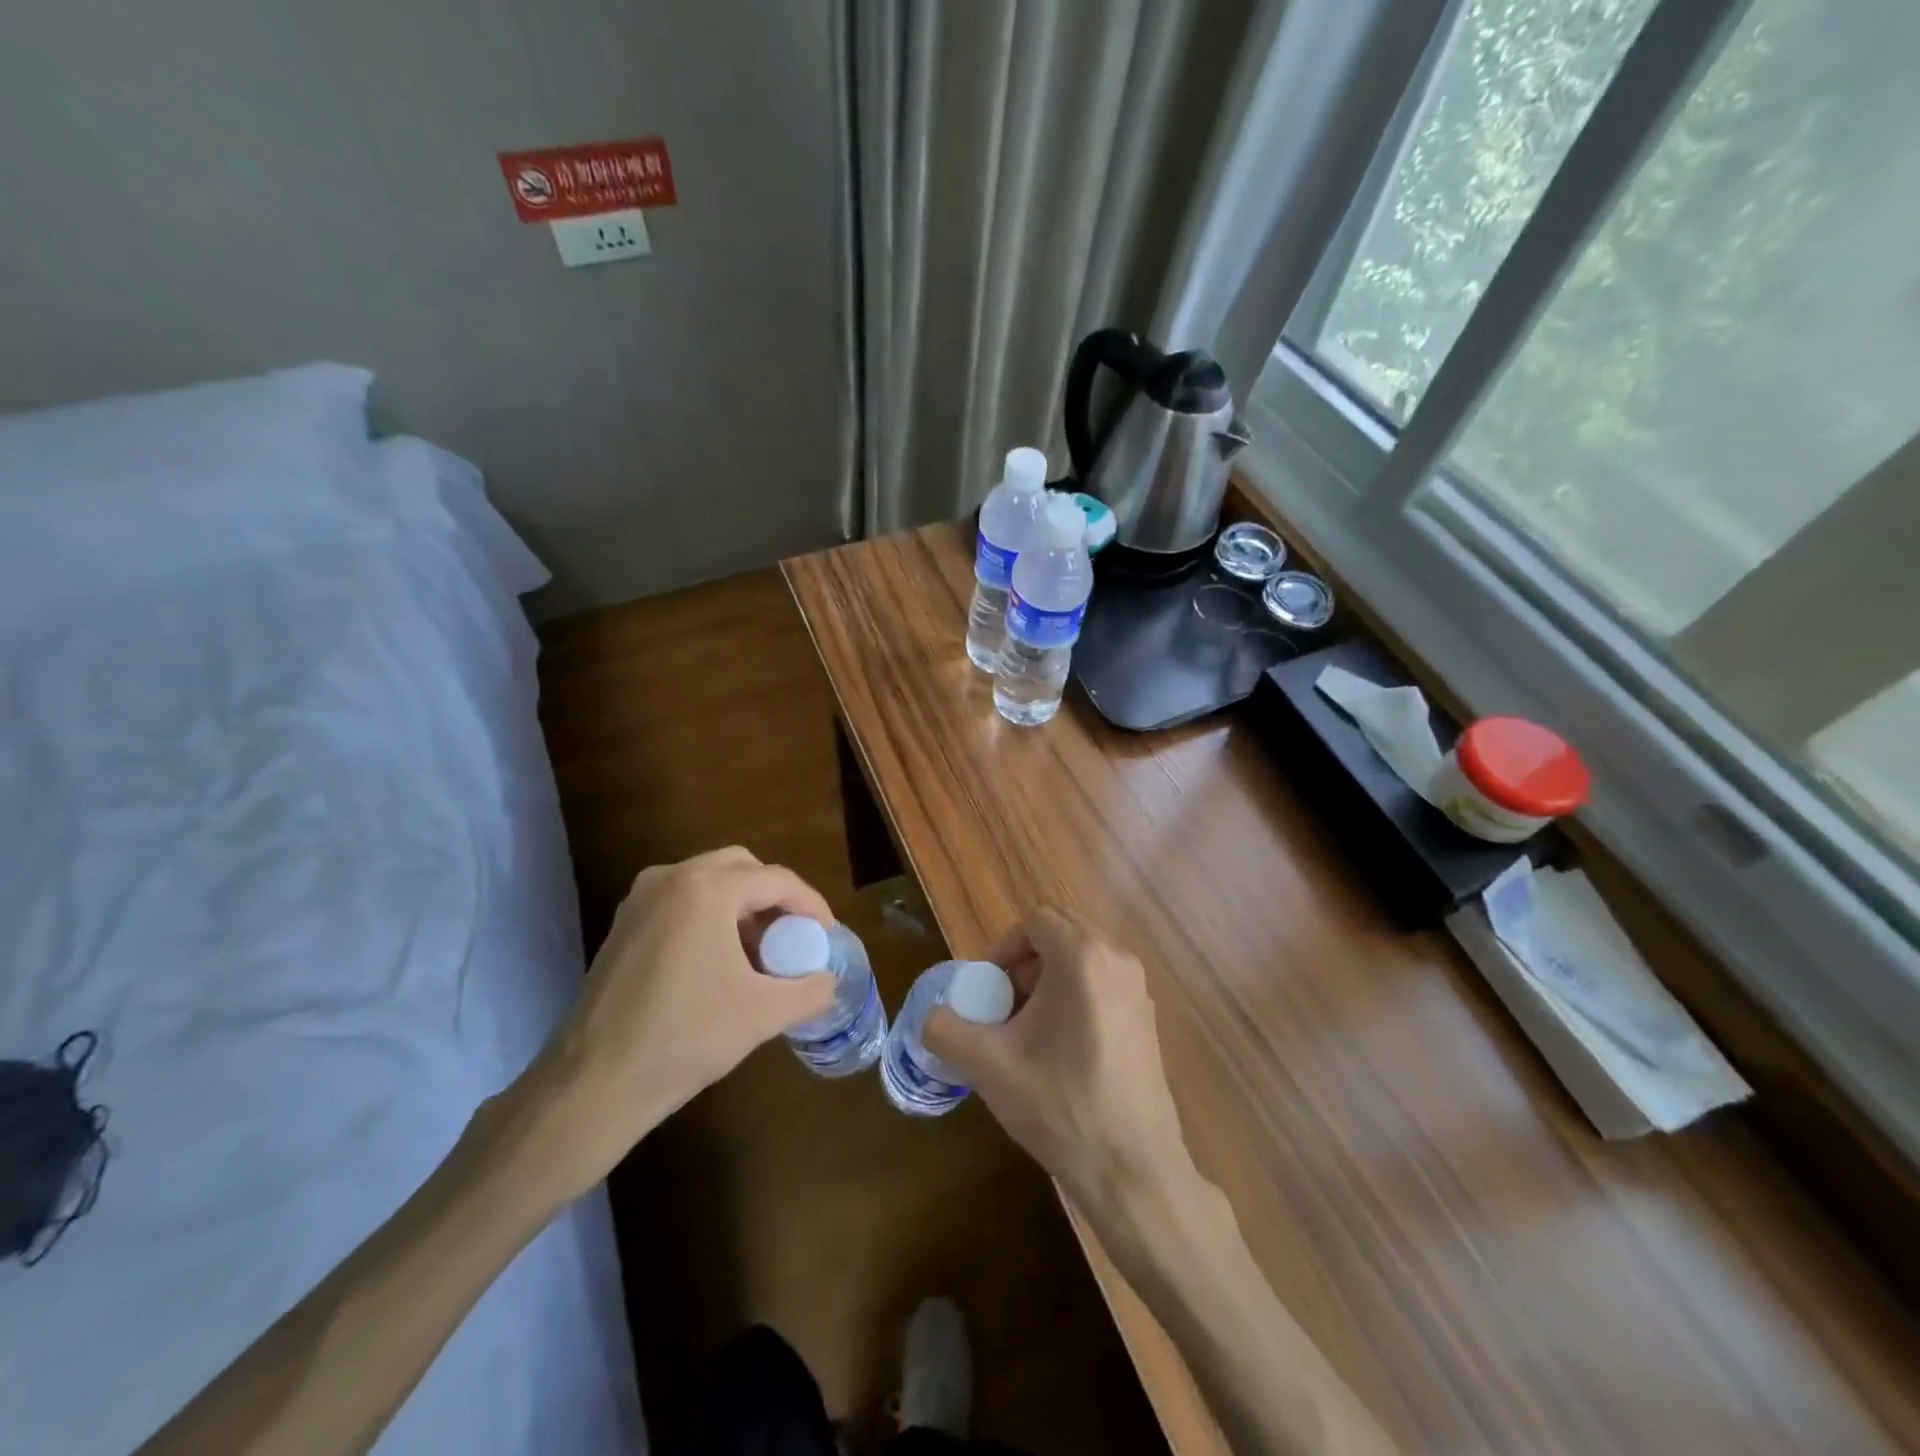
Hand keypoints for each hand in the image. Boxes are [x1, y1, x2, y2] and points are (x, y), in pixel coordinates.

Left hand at [489, 847, 835, 1200]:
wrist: (592, 1085)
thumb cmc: (685, 1038)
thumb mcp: (763, 1014)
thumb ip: (810, 991)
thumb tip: (827, 982)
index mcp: (706, 889)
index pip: (776, 879)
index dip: (810, 904)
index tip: (827, 935)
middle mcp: (670, 879)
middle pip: (741, 868)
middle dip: (774, 898)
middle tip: (793, 937)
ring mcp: (640, 900)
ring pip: (708, 882)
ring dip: (742, 907)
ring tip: (760, 953)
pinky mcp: (623, 925)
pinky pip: (681, 902)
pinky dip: (710, 917)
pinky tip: (719, 963)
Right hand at [923, 907, 1197, 1210]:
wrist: (1132, 1171)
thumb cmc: (1060, 1106)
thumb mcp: (988, 1066)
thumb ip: (945, 1030)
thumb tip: (929, 1016)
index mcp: (1083, 958)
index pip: (1036, 922)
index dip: (1004, 948)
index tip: (988, 989)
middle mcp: (1118, 960)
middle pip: (1062, 933)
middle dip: (1026, 961)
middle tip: (1004, 1004)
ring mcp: (1139, 990)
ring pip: (1084, 958)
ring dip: (1050, 978)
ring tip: (1028, 1029)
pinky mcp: (1148, 1019)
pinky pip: (1104, 983)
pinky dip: (1076, 995)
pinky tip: (1061, 1048)